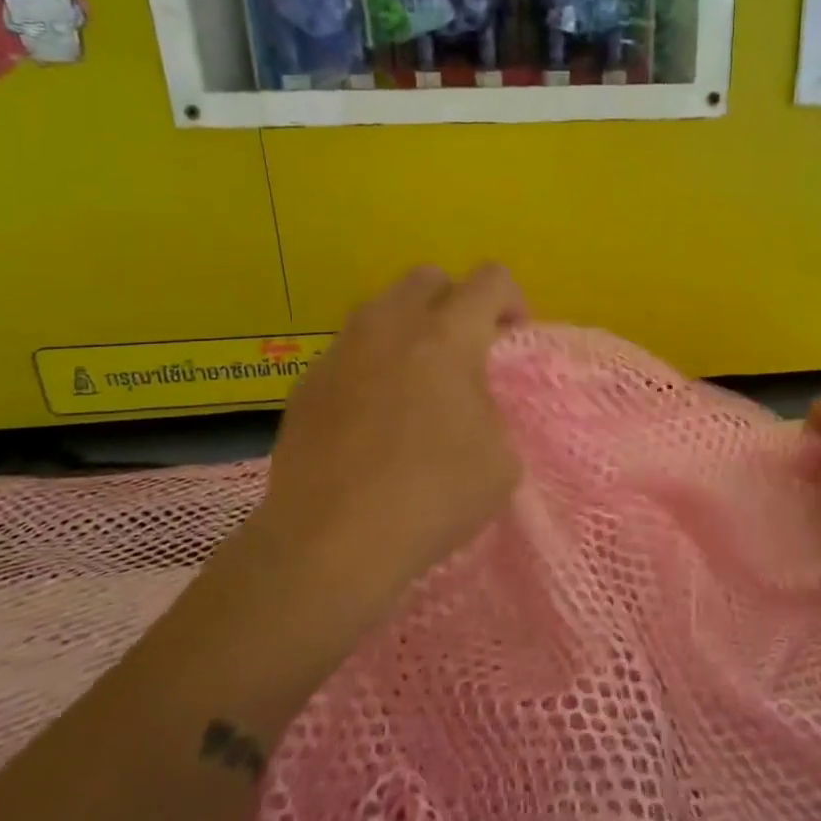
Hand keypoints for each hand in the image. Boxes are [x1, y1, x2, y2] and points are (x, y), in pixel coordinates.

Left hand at [247, 264, 525, 608]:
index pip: (490, 279)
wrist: (331, 542)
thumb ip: (492, 408)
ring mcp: (341, 351)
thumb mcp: (501, 458)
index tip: (511, 339)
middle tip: (465, 351)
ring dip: (410, 329)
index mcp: (447, 336)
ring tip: (417, 382)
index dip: (512, 300)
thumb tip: (469, 400)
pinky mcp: (308, 382)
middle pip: (428, 278)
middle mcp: (390, 327)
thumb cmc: (432, 496)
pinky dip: (372, 365)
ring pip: (382, 310)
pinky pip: (350, 351)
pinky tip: (373, 416)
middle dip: (456, 302)